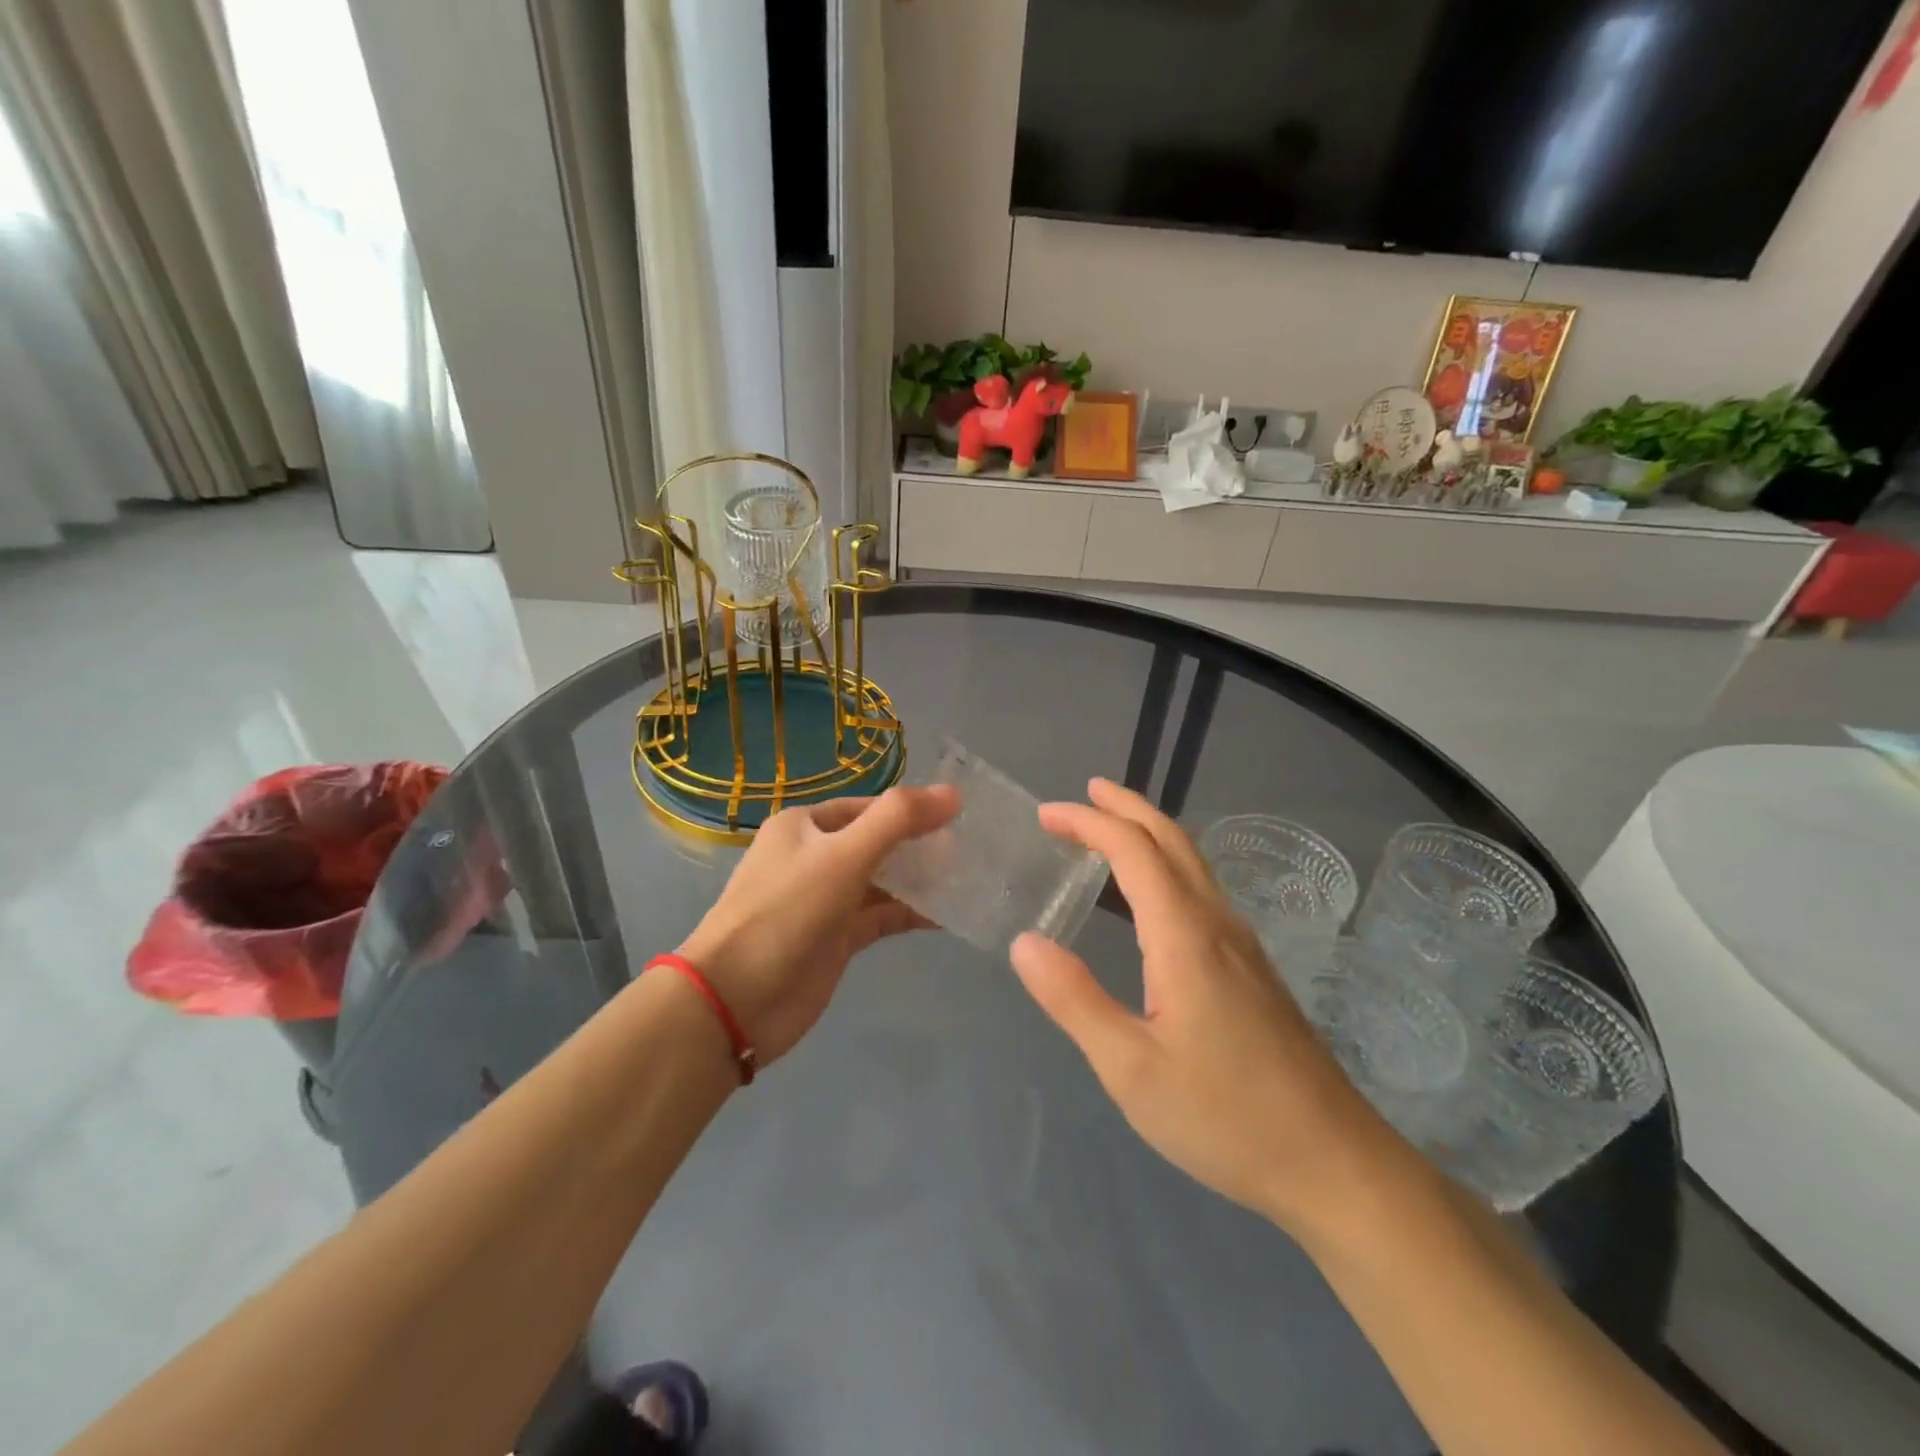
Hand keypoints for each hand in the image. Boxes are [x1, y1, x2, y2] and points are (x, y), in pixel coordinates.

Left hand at [675, 784, 958, 1063]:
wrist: (735, 1000)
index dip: (911, 810)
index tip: (959, 818)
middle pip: (877, 842)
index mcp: (804, 826)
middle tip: (971, 851)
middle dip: (919, 846)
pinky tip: (946, 914)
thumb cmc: (786, 912)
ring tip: (967, 879)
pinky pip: (880, 917)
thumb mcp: (842, 856)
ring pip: (881, 881)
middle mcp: (813, 857)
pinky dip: (909, 913)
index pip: (868, 807)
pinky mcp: (835, 939)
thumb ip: (898, 821)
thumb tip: (953, 793)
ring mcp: (824, 901)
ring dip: (918, 880)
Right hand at [1010, 778, 1393, 1232]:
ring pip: (1193, 862)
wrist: (1333, 1163)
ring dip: (1149, 832)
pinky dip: (1167, 864)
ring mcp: (1242, 945)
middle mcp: (1216, 923)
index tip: (1046, 815)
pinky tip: (1153, 896)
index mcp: (1184, 934)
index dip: (1088, 822)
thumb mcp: (1129, 1067)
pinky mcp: (1253, 970)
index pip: (1132, 849)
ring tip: (1110, 830)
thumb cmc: (1224, 1116)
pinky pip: (1202, 890)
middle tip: (1084, 793)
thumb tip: (1025, 941)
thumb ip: (1073, 998)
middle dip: (1125, 807)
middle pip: (1171, 839)